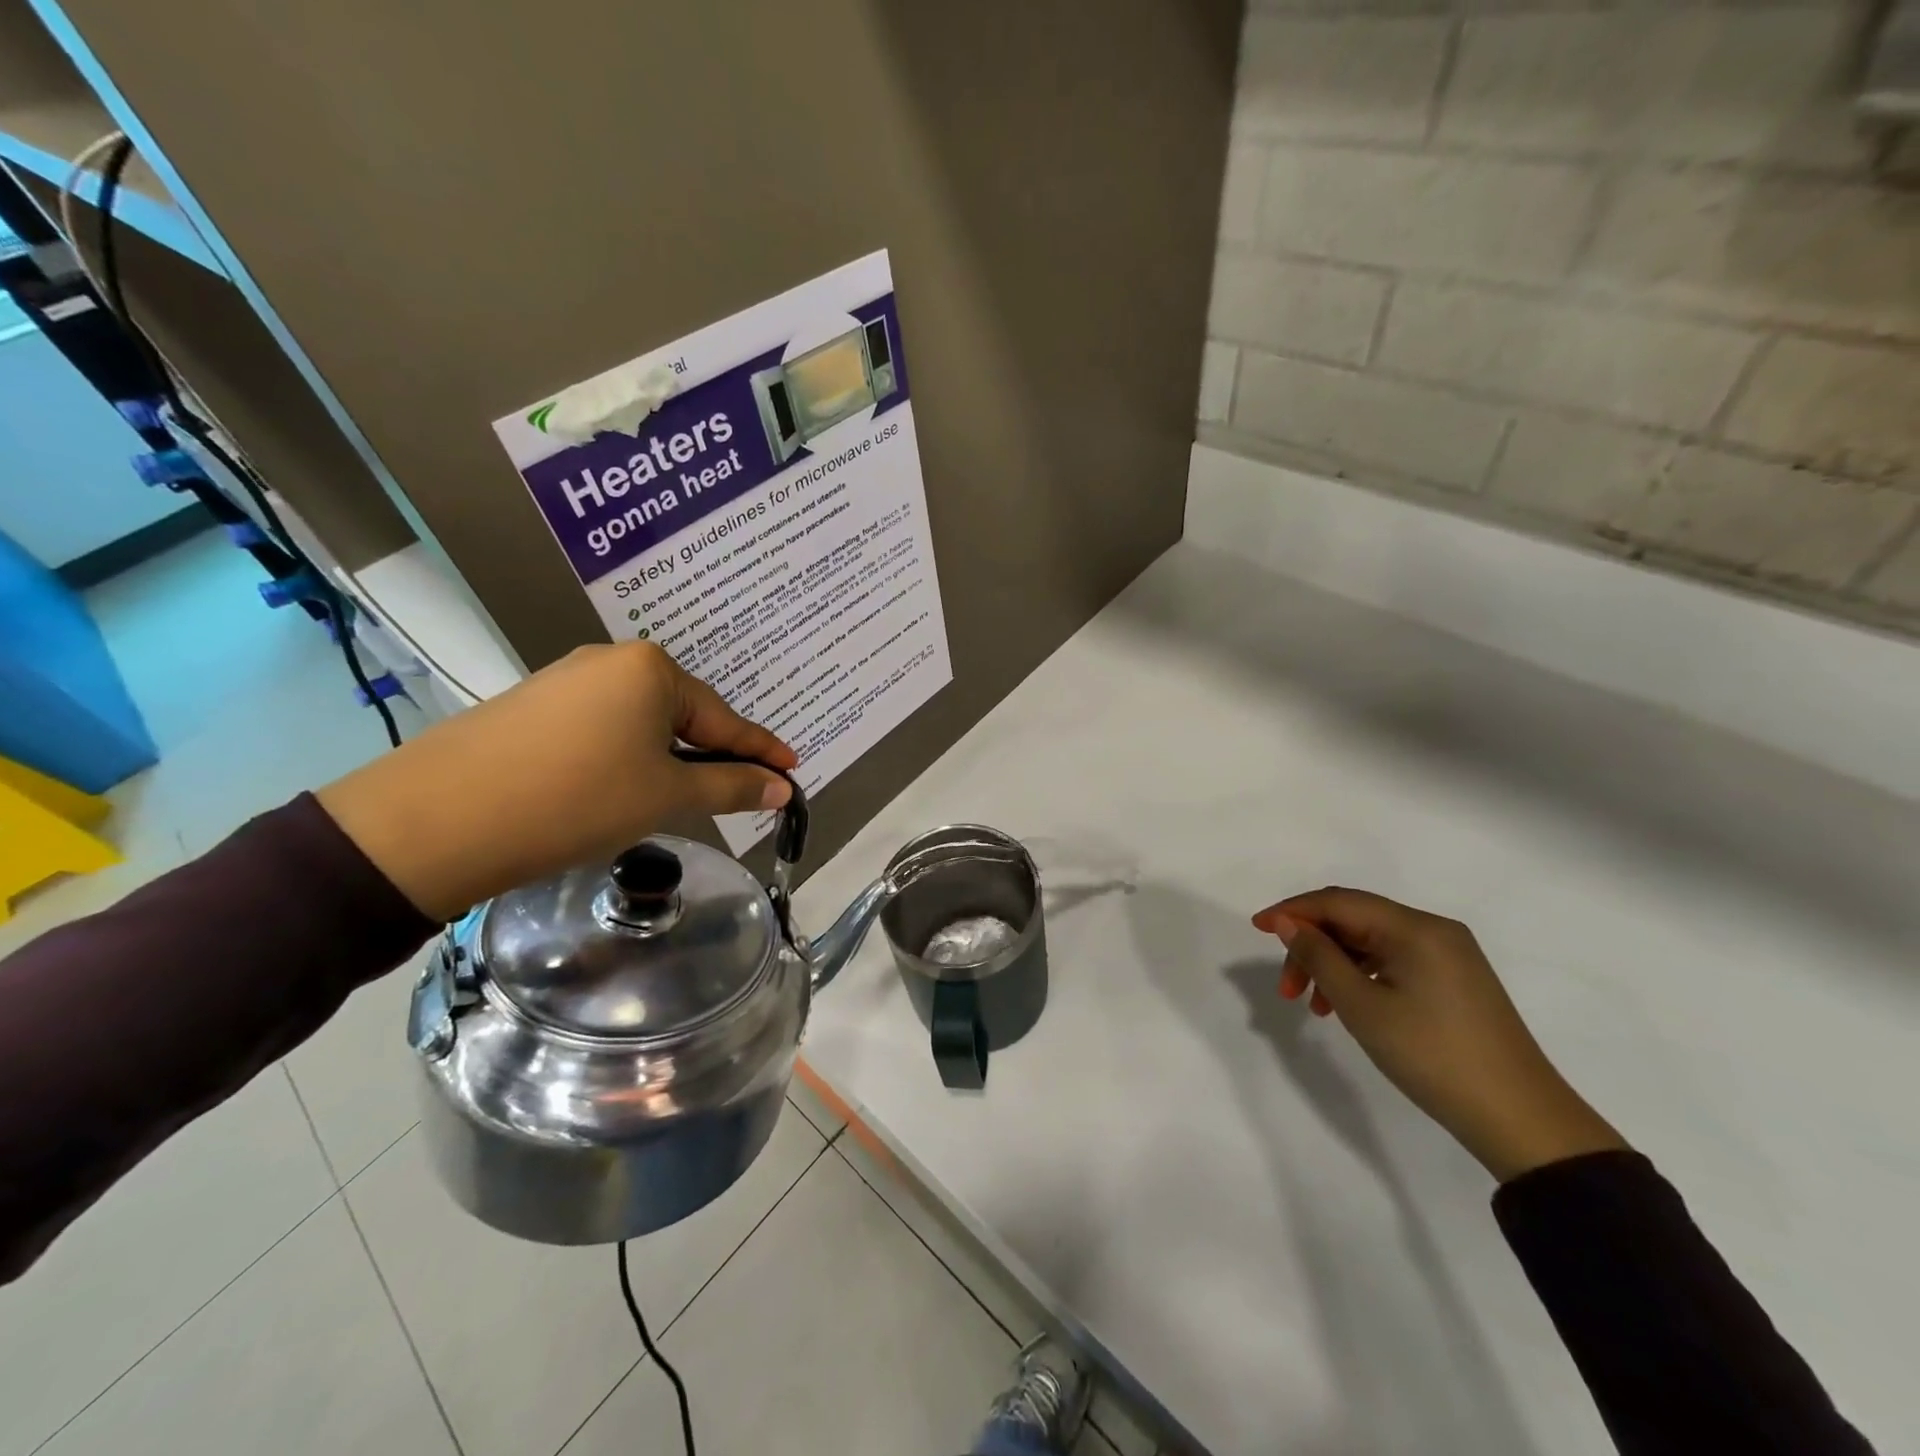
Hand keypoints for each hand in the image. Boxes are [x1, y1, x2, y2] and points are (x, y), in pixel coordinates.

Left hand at [318, 643, 795, 920]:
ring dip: (666, 758)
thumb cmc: (578, 799)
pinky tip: (617, 786)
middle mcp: (611, 660)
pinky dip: (624, 756)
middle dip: (711, 753)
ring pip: (640, 722)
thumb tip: (781, 788)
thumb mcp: (666, 796)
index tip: (792, 768)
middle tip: (737, 789)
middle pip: (682, 715)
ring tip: (676, 795)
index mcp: (652, 670)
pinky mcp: (531, 705)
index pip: (724, 719)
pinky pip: (601, 727)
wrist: (438, 820)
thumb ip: (731, 786)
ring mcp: (565, 679)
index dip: (761, 749)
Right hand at [1251, 888, 1626, 1181]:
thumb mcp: (1362, 1006)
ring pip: (1371, 943)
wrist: (1521, 1120)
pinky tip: (1348, 1006)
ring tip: (1314, 1006)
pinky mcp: (1455, 980)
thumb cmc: (1432, 1055)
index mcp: (1416, 928)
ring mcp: (1449, 955)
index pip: (1339, 901)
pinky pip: (1393, 961)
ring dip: (1333, 965)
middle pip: (1354, 920)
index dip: (1292, 911)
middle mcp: (1434, 930)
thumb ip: (1318, 956)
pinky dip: (1361, 977)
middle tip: (1286, 988)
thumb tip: (1288, 923)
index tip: (1256, 928)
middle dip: (1311, 946)